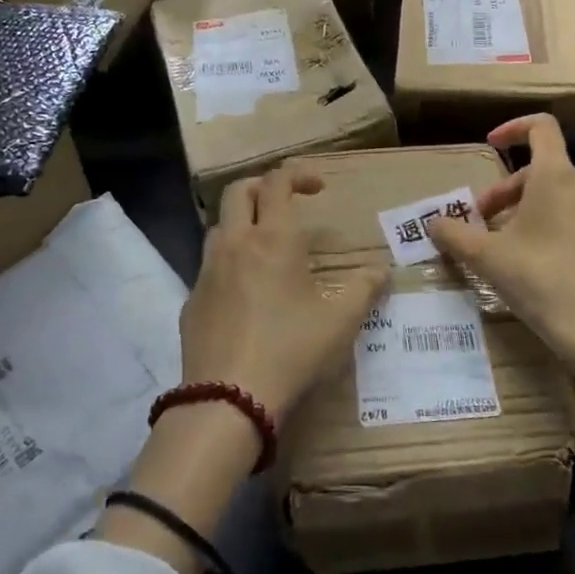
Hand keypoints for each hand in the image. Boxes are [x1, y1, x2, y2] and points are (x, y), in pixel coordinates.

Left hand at [180, 164, 387, 420]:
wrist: (228, 399)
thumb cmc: (291, 350)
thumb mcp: (340, 322)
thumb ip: (365, 290)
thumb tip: (383, 271)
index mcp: (273, 239)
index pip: (278, 182)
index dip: (298, 174)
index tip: (318, 187)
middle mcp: (236, 244)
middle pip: (238, 191)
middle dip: (263, 187)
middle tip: (286, 205)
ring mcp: (207, 272)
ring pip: (219, 226)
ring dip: (242, 224)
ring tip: (265, 249)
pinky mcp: (191, 301)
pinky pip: (209, 267)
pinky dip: (228, 264)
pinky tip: (245, 295)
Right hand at [428, 114, 574, 424]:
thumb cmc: (540, 283)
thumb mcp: (486, 259)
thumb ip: (454, 234)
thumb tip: (433, 223)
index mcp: (556, 176)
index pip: (540, 127)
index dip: (513, 128)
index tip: (493, 145)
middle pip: (548, 172)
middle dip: (515, 192)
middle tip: (493, 226)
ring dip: (549, 211)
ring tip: (531, 245)